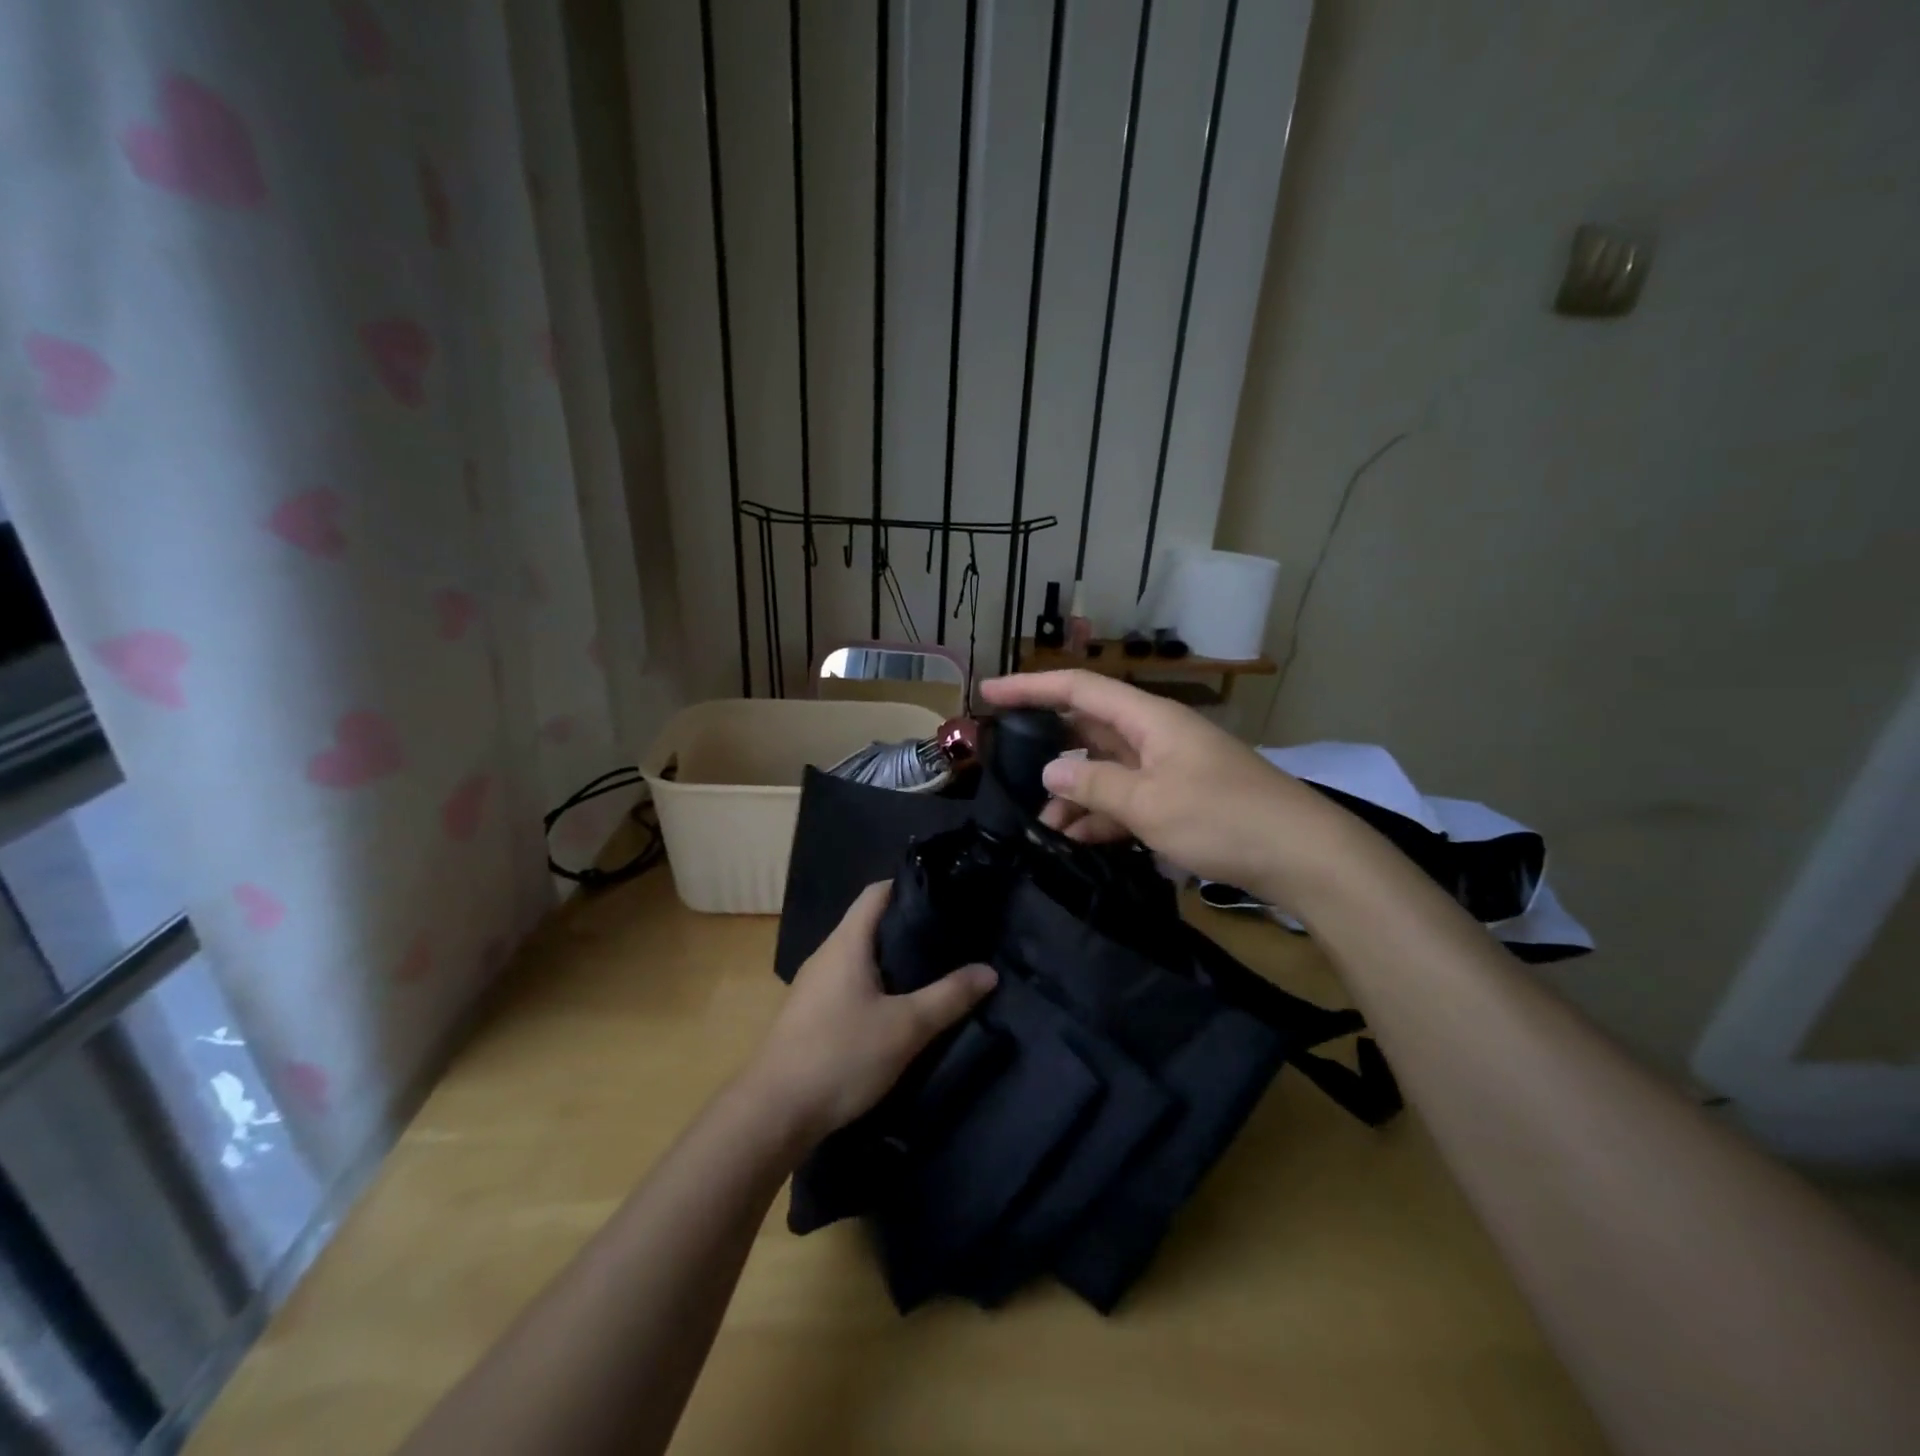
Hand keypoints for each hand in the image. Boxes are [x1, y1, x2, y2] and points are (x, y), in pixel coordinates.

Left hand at [746, 882, 996, 1145]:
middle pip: (870, 924)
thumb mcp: (906, 1028)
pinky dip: (877, 984)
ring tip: (934, 969)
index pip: (877, 892)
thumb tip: (989, 971)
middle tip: (952, 936)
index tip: (946, 896)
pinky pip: (850, 983)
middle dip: (909, 926)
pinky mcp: (811, 1014)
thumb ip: (949, 997)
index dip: (909, 887)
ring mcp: (815, 985)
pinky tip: (899, 1007)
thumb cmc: (841, 1056)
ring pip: (861, 957)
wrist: (774, 1113)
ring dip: (893, 959)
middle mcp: (827, 955)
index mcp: (846, 943)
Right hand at [980, 670, 1335, 891]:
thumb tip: (1050, 773)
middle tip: (1004, 764)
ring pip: (1104, 770)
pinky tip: (1077, 840)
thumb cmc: (1224, 818)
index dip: (1030, 688)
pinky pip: (1126, 799)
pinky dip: (1101, 816)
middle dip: (1047, 747)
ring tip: (1042, 826)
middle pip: (1088, 728)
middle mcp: (1154, 735)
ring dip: (1073, 794)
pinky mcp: (1179, 800)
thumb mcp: (1149, 803)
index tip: (988, 694)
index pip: (1078, 689)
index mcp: (1148, 718)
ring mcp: (1168, 768)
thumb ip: (1094, 785)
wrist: (1304, 856)